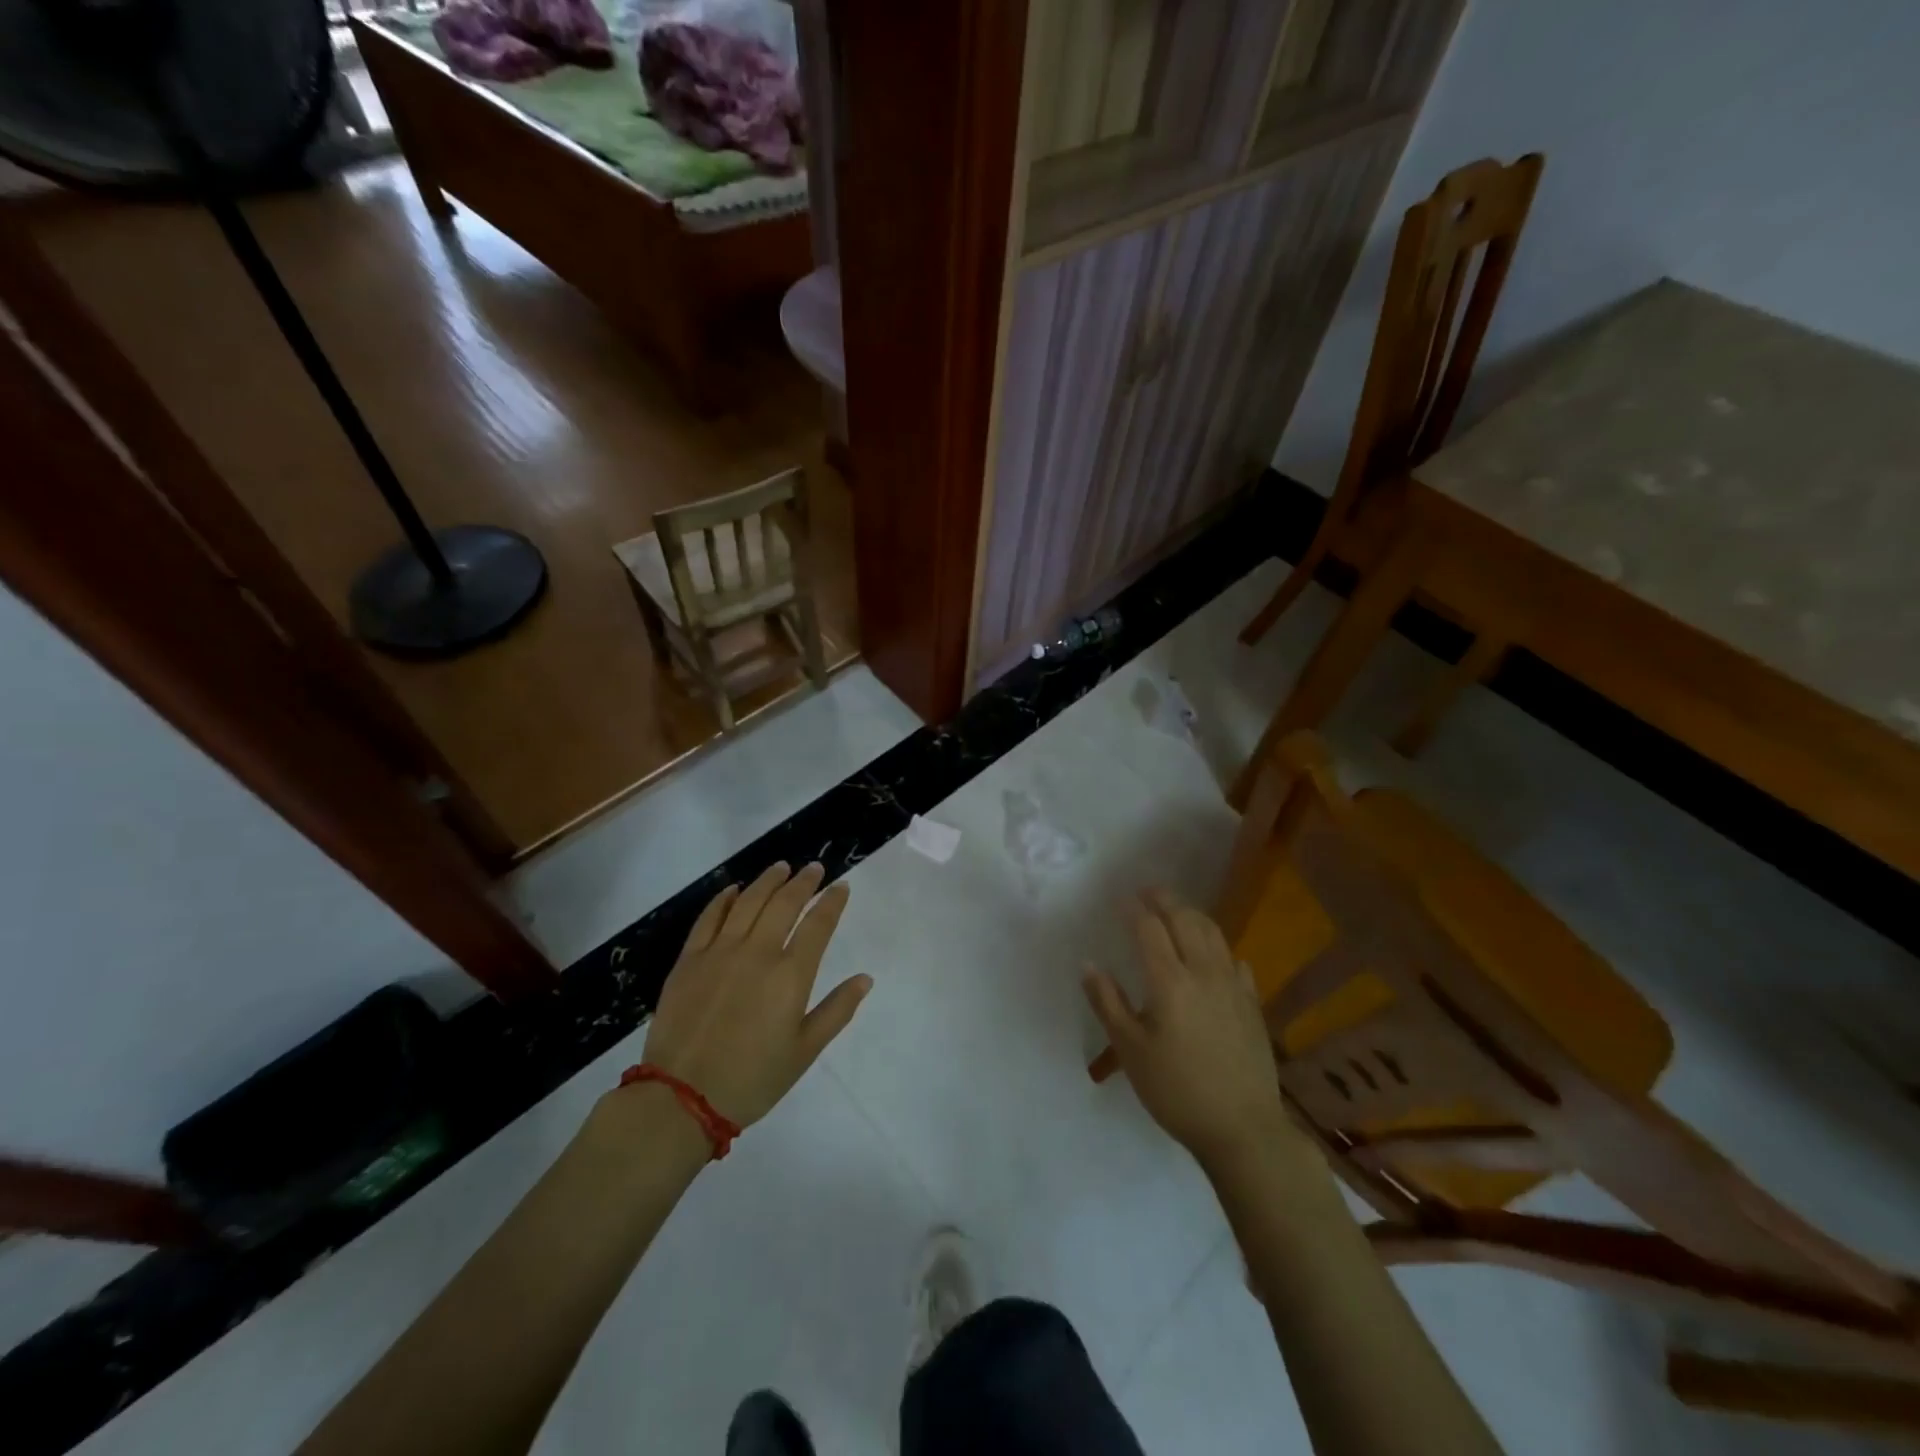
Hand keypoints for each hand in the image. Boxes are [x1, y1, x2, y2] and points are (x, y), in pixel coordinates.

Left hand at [638, 862, 868, 1127]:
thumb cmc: (752, 1079)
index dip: (832, 902)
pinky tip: (734, 890)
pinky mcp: (689, 960)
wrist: (681, 1099)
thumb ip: (837, 1011)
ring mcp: (719, 952)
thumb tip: (865, 979)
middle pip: (784, 903)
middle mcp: (757, 953)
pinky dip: (724, 899)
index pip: (818, 924)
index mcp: (790, 975)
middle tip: (814, 868)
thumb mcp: (804, 1051)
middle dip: (803, 882)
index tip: (841, 886)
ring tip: (781, 867)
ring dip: (767, 881)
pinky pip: (708, 918)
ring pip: (747, 902)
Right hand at [1084, 889, 1287, 1167]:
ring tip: (1177, 910)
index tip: (1119, 899)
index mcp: (1169, 981)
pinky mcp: (1252, 1003)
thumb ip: (1108, 1002)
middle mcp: (1203, 972)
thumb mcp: (1130, 1050)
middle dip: (1164, 899)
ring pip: (1213, 933)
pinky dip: (1219, 947)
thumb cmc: (1176, 1090)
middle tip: (1147, 891)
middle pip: (1185, 919)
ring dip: (1192, 914)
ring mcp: (1233, 986)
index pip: (1149, 929)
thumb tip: (1088, 964)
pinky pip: (1235, 960)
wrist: (1243, 1128)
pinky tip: (1214, 955)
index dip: (1133, 909)